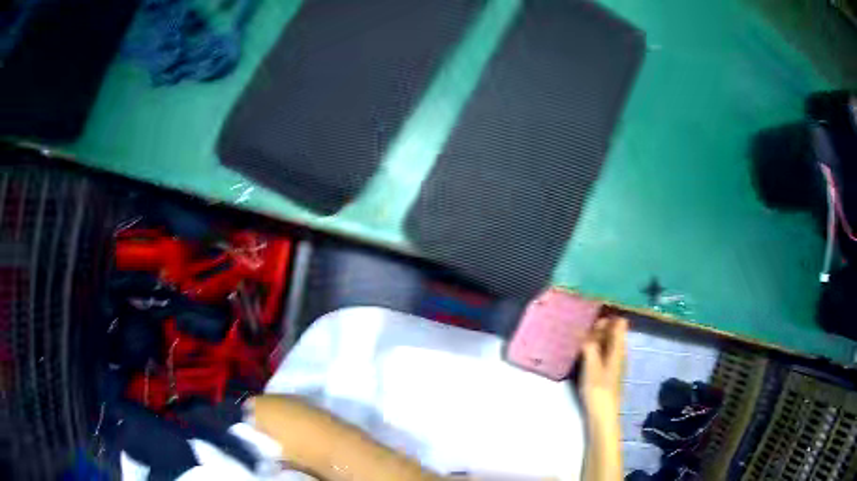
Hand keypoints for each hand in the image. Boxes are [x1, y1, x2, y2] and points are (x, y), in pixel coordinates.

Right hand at [580, 317, 627, 413]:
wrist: (603, 416)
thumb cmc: (599, 390)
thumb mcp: (592, 366)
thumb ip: (590, 346)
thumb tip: (586, 329)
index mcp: (618, 349)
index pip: (620, 323)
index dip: (609, 315)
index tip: (592, 311)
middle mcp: (619, 353)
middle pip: (613, 332)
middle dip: (599, 324)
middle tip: (580, 322)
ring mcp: (613, 363)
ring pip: (607, 342)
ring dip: (595, 337)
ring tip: (578, 334)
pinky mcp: (606, 372)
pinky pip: (602, 353)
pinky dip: (593, 348)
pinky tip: (581, 351)